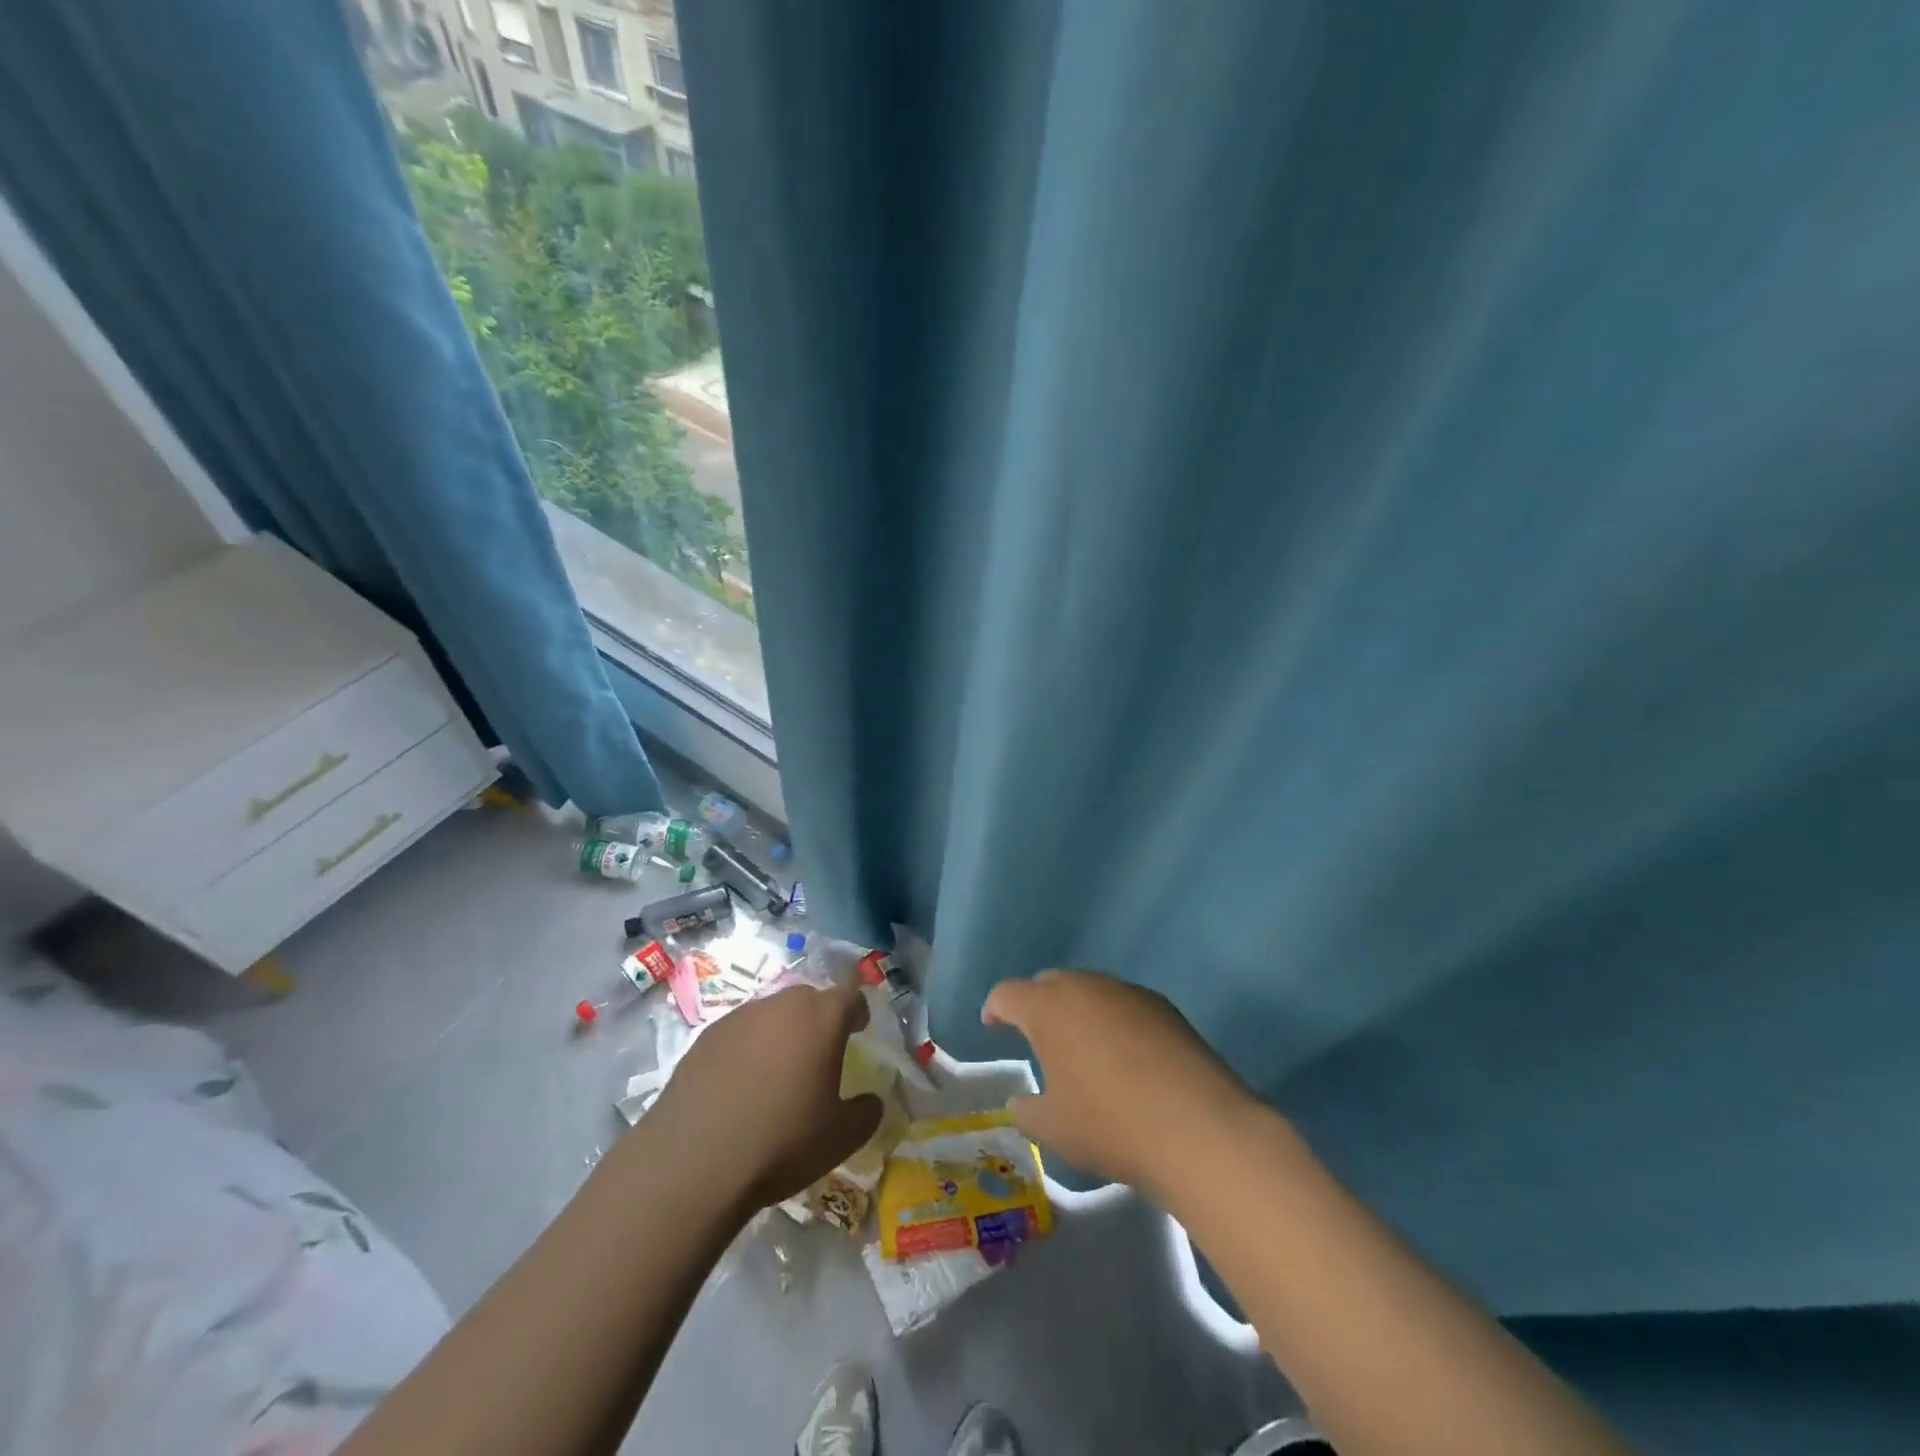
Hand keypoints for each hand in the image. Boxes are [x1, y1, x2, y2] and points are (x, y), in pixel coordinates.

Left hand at [651, 981, 883, 1211]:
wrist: (692, 1163)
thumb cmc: (780, 1142)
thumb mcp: (840, 1138)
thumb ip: (866, 1113)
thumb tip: (871, 1101)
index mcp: (820, 1018)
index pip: (850, 996)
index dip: (858, 1011)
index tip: (860, 1029)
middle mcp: (780, 1006)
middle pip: (809, 998)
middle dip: (819, 1018)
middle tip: (821, 1050)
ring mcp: (738, 1018)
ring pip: (770, 1014)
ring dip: (780, 1032)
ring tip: (778, 1070)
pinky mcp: (704, 1038)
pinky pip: (738, 1033)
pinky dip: (747, 1048)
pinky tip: (740, 1084)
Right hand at [982, 969, 1260, 1196]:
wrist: (1198, 1128)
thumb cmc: (1110, 1125)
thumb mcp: (1054, 1129)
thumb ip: (1027, 1110)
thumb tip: (1022, 1101)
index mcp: (1048, 1008)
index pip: (1008, 993)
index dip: (995, 1008)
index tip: (993, 1026)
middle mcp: (1085, 987)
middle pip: (1049, 983)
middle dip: (1037, 1005)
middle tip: (1037, 1039)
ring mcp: (1128, 992)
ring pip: (1089, 990)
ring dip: (1077, 1011)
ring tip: (1082, 1050)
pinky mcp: (1163, 1006)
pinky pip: (1122, 1003)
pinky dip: (1112, 1021)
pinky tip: (1125, 1057)